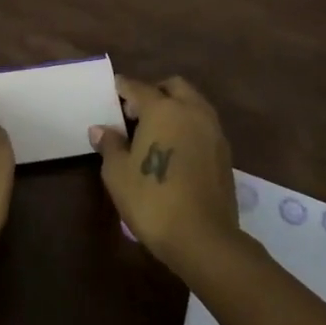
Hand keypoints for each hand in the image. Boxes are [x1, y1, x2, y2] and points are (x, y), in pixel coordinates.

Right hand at [91, 74, 237, 272]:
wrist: (203, 238)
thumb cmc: (152, 200)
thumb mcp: (118, 174)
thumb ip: (110, 145)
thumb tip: (101, 129)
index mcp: (163, 109)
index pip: (138, 88)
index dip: (123, 87)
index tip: (114, 89)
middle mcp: (191, 111)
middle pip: (173, 86)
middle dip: (154, 91)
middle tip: (136, 111)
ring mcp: (213, 130)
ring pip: (193, 103)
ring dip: (175, 107)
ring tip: (156, 130)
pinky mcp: (225, 152)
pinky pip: (203, 124)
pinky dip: (188, 125)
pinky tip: (175, 148)